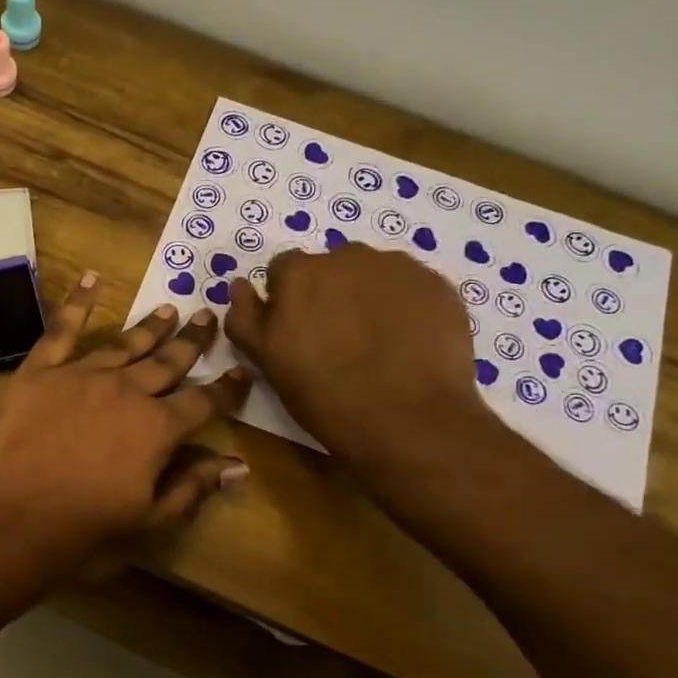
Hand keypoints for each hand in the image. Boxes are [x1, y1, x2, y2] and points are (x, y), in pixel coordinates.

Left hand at [0, 273, 253, 575]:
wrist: (5, 522)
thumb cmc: (81, 534)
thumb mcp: (148, 524)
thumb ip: (193, 488)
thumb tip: (238, 465)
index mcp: (157, 429)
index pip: (203, 403)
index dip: (226, 389)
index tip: (242, 372)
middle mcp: (125, 392)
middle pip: (167, 363)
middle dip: (191, 342)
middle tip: (207, 316)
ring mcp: (81, 376)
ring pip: (124, 344)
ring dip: (149, 327)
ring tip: (168, 309)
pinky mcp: (39, 372)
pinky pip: (61, 330)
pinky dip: (77, 303)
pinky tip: (90, 279)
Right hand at [224, 243, 482, 467]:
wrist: (410, 421)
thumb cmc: (325, 396)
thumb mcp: (268, 362)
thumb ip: (246, 318)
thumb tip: (239, 285)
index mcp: (300, 273)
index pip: (284, 270)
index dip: (287, 300)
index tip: (296, 332)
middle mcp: (348, 256)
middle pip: (331, 267)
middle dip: (329, 294)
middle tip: (337, 340)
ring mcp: (398, 268)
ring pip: (372, 274)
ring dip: (367, 297)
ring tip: (376, 343)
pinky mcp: (438, 285)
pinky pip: (410, 288)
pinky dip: (404, 307)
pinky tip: (407, 344)